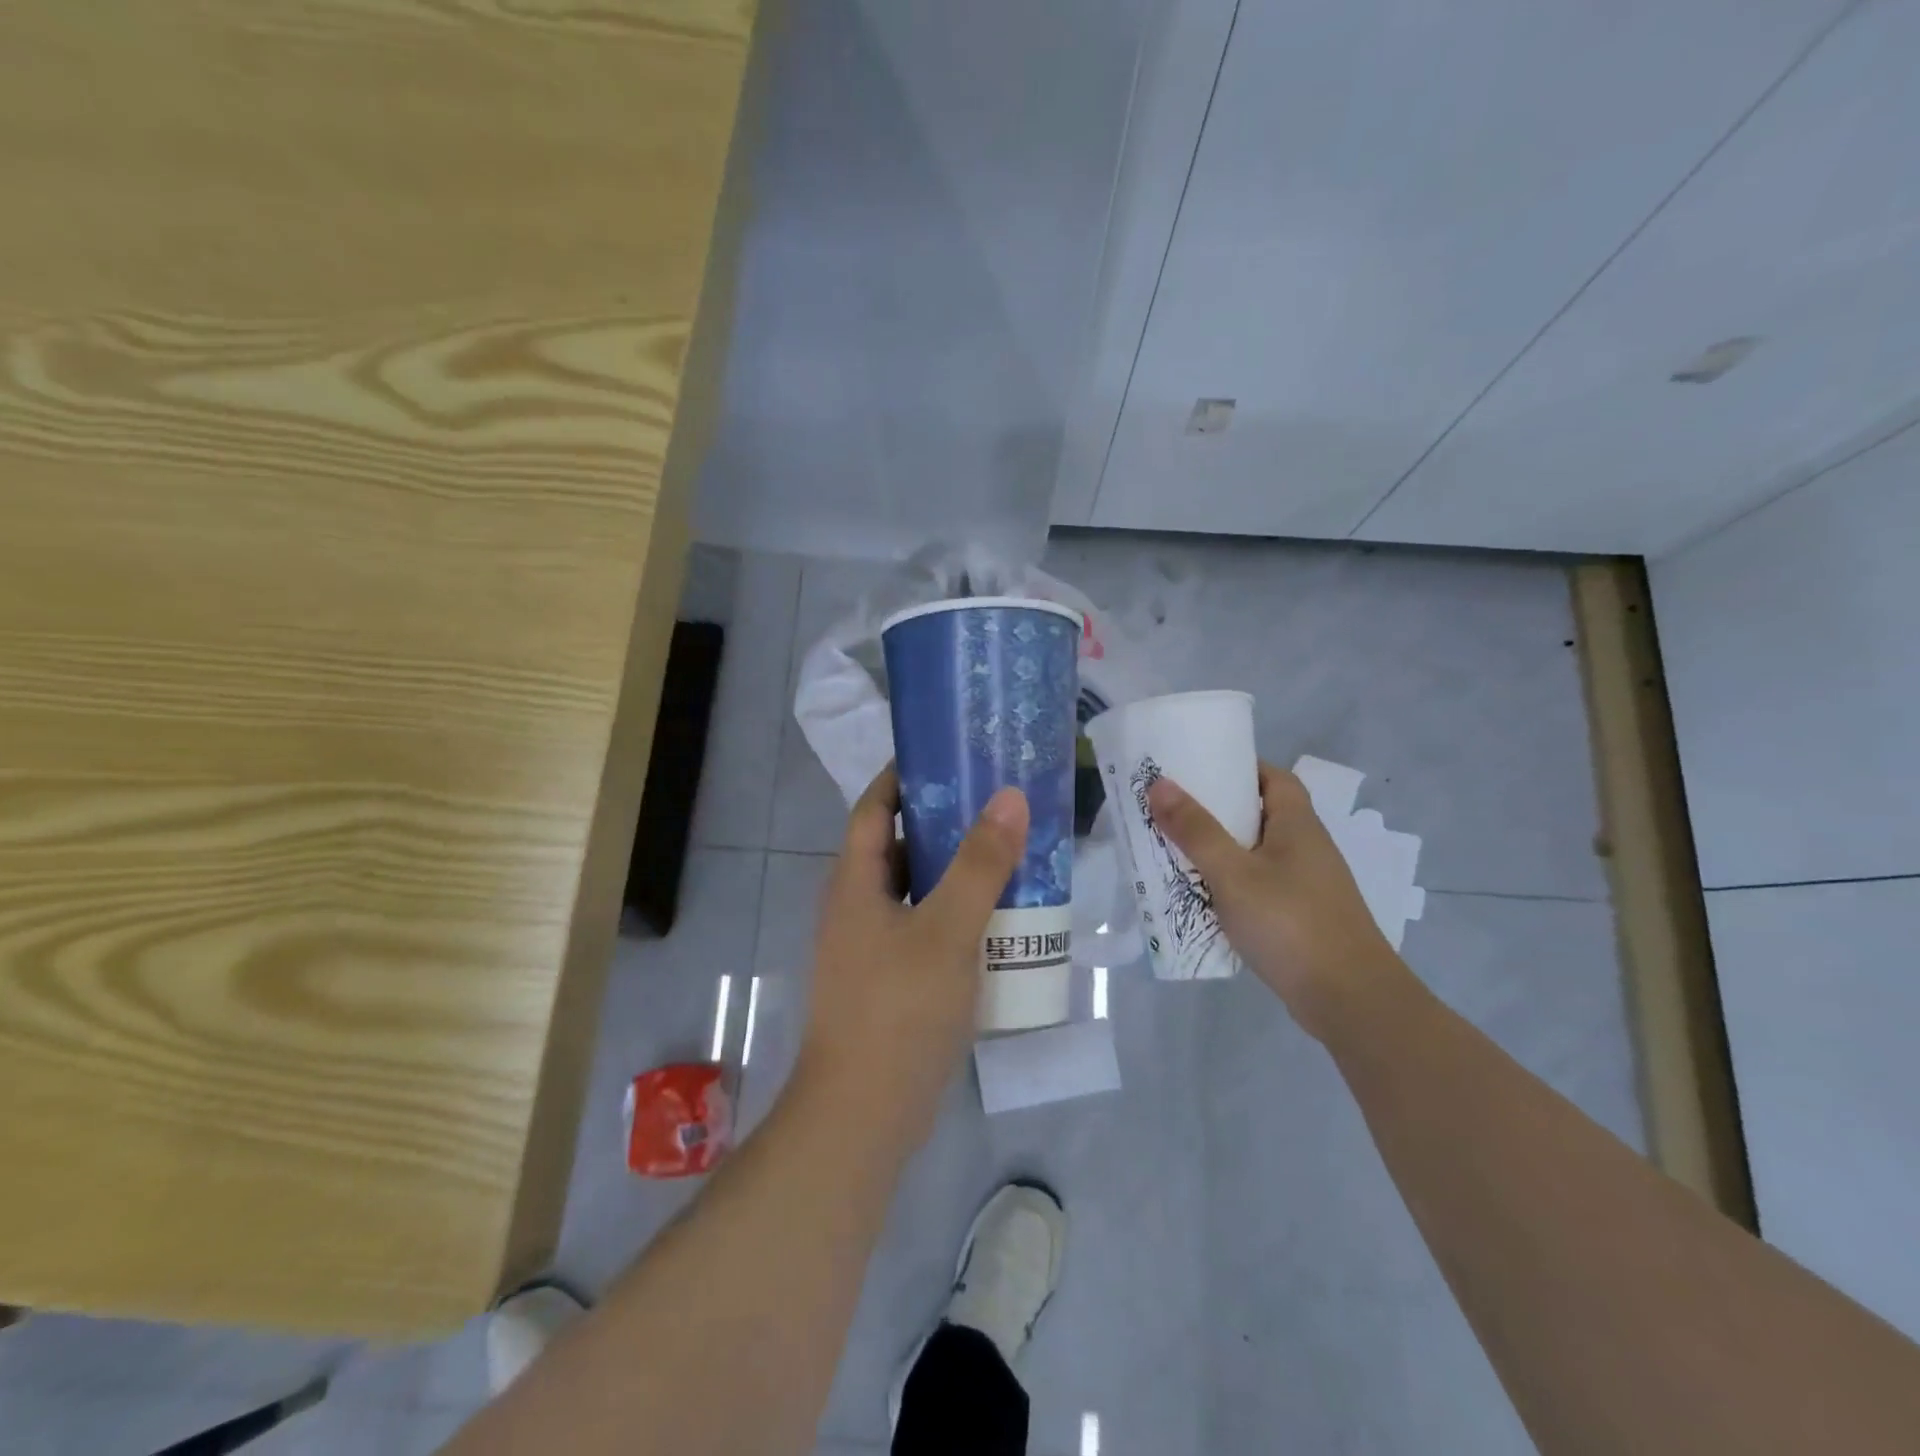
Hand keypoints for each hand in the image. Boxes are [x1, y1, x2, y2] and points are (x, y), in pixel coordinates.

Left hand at [799, 767, 1028, 1142]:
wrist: (865, 1114)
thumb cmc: (900, 1009)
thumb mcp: (947, 928)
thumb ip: (980, 863)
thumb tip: (1008, 797)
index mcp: (855, 882)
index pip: (874, 808)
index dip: (903, 776)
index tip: (948, 754)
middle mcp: (857, 906)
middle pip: (900, 846)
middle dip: (944, 821)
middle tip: (997, 802)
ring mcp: (872, 946)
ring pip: (917, 890)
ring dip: (956, 870)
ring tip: (1010, 851)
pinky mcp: (892, 980)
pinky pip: (927, 927)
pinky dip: (959, 913)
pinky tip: (1001, 917)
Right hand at [1146, 762, 1397, 1039]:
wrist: (1350, 1000)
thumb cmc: (1290, 923)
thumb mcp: (1233, 873)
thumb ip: (1195, 830)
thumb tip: (1160, 783)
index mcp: (1298, 824)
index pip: (1273, 778)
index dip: (1238, 768)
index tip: (1197, 771)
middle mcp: (1307, 847)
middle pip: (1261, 814)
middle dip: (1218, 811)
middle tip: (1173, 811)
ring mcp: (1308, 885)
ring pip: (1258, 854)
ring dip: (1222, 851)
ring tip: (1177, 852)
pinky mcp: (1303, 917)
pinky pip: (1261, 886)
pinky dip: (1233, 884)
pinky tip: (1205, 898)